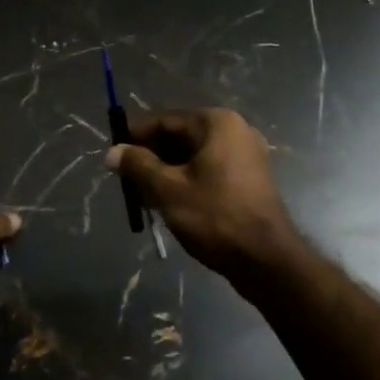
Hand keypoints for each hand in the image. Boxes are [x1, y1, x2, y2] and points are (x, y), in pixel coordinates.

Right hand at [105, 108, 304, 286]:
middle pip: (180, 136)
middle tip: (126, 180)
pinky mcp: (249, 178)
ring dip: (167, 171)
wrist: (266, 258)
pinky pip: (209, 170)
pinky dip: (187, 180)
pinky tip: (169, 203)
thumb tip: (113, 152)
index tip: (113, 154)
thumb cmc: (215, 216)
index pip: (165, 120)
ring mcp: (246, 154)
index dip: (135, 136)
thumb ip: (138, 166)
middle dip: (151, 156)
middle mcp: (235, 130)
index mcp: (216, 123)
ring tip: (143, 196)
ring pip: (194, 155)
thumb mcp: (168, 190)